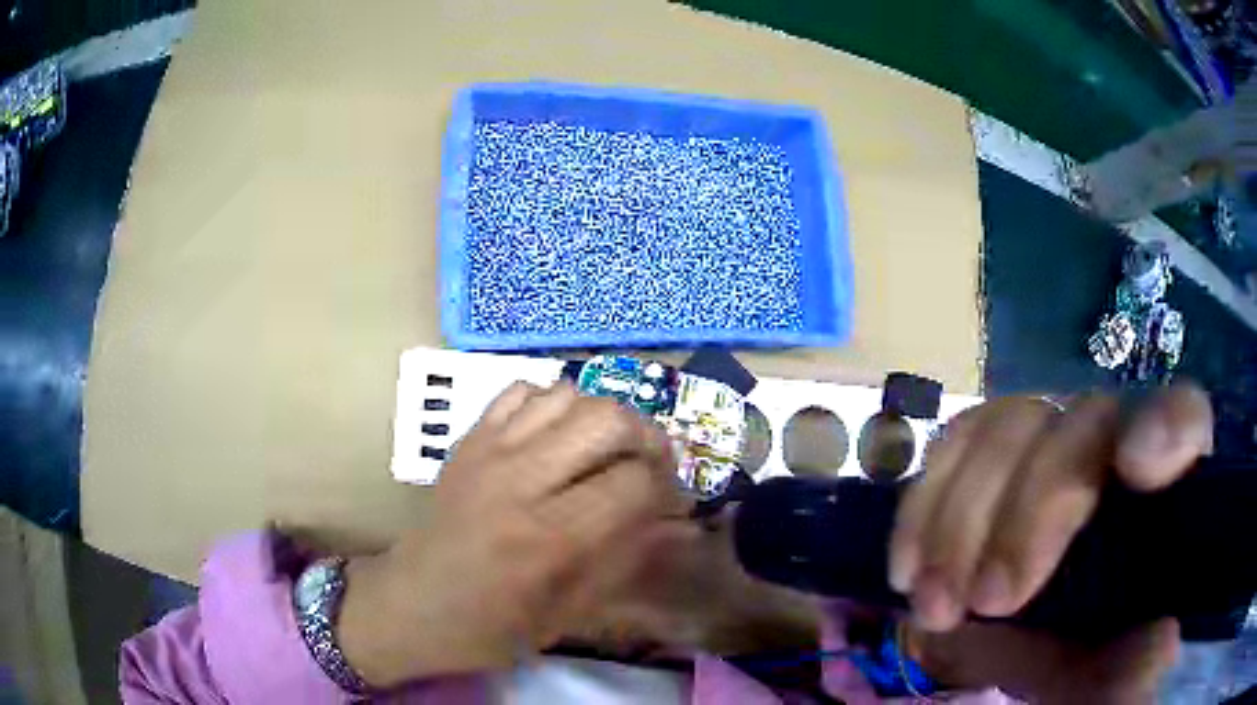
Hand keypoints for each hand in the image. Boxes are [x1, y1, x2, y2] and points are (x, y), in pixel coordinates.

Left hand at [336, 382, 691, 685]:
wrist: (412, 605)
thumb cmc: (492, 627)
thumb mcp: (569, 614)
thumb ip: (626, 561)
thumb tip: (678, 526)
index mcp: (550, 537)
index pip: (635, 481)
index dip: (667, 489)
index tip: (671, 505)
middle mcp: (522, 481)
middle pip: (609, 419)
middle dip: (647, 439)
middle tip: (650, 467)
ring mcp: (490, 451)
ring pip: (569, 394)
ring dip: (602, 418)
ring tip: (606, 450)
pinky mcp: (469, 440)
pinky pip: (522, 391)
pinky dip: (553, 403)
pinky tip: (558, 436)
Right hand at [889, 384, 1212, 702]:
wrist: (1030, 658)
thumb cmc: (1085, 665)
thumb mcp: (1111, 680)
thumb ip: (1137, 667)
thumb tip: (1157, 647)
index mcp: (1164, 495)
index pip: (1184, 419)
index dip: (1167, 425)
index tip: (1137, 465)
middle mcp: (1116, 448)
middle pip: (1083, 423)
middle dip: (1030, 514)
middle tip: (989, 601)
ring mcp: (1052, 444)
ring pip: (1010, 424)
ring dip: (961, 520)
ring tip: (936, 606)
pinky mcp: (992, 461)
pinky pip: (955, 445)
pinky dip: (923, 506)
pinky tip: (907, 568)